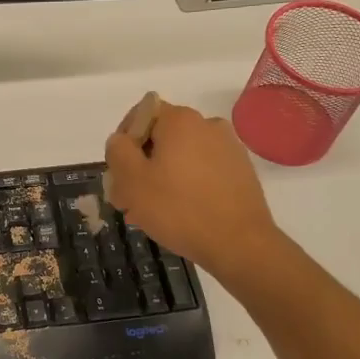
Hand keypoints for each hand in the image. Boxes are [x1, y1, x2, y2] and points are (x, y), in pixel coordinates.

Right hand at [103, 99, 279, 282]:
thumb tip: (121, 140)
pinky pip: (203, 171)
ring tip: (153, 213)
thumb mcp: (131, 180)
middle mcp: (208, 125)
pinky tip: (181, 214)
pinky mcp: (241, 172)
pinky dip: (187, 186)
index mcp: (180, 120)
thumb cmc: (178, 208)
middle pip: (162, 138)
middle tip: (129, 200)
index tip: (119, 173)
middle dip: (142, 165)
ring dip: (163, 178)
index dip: (124, 142)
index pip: (141, 114)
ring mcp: (229, 148)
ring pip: (182, 157)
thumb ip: (117, 151)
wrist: (239, 243)